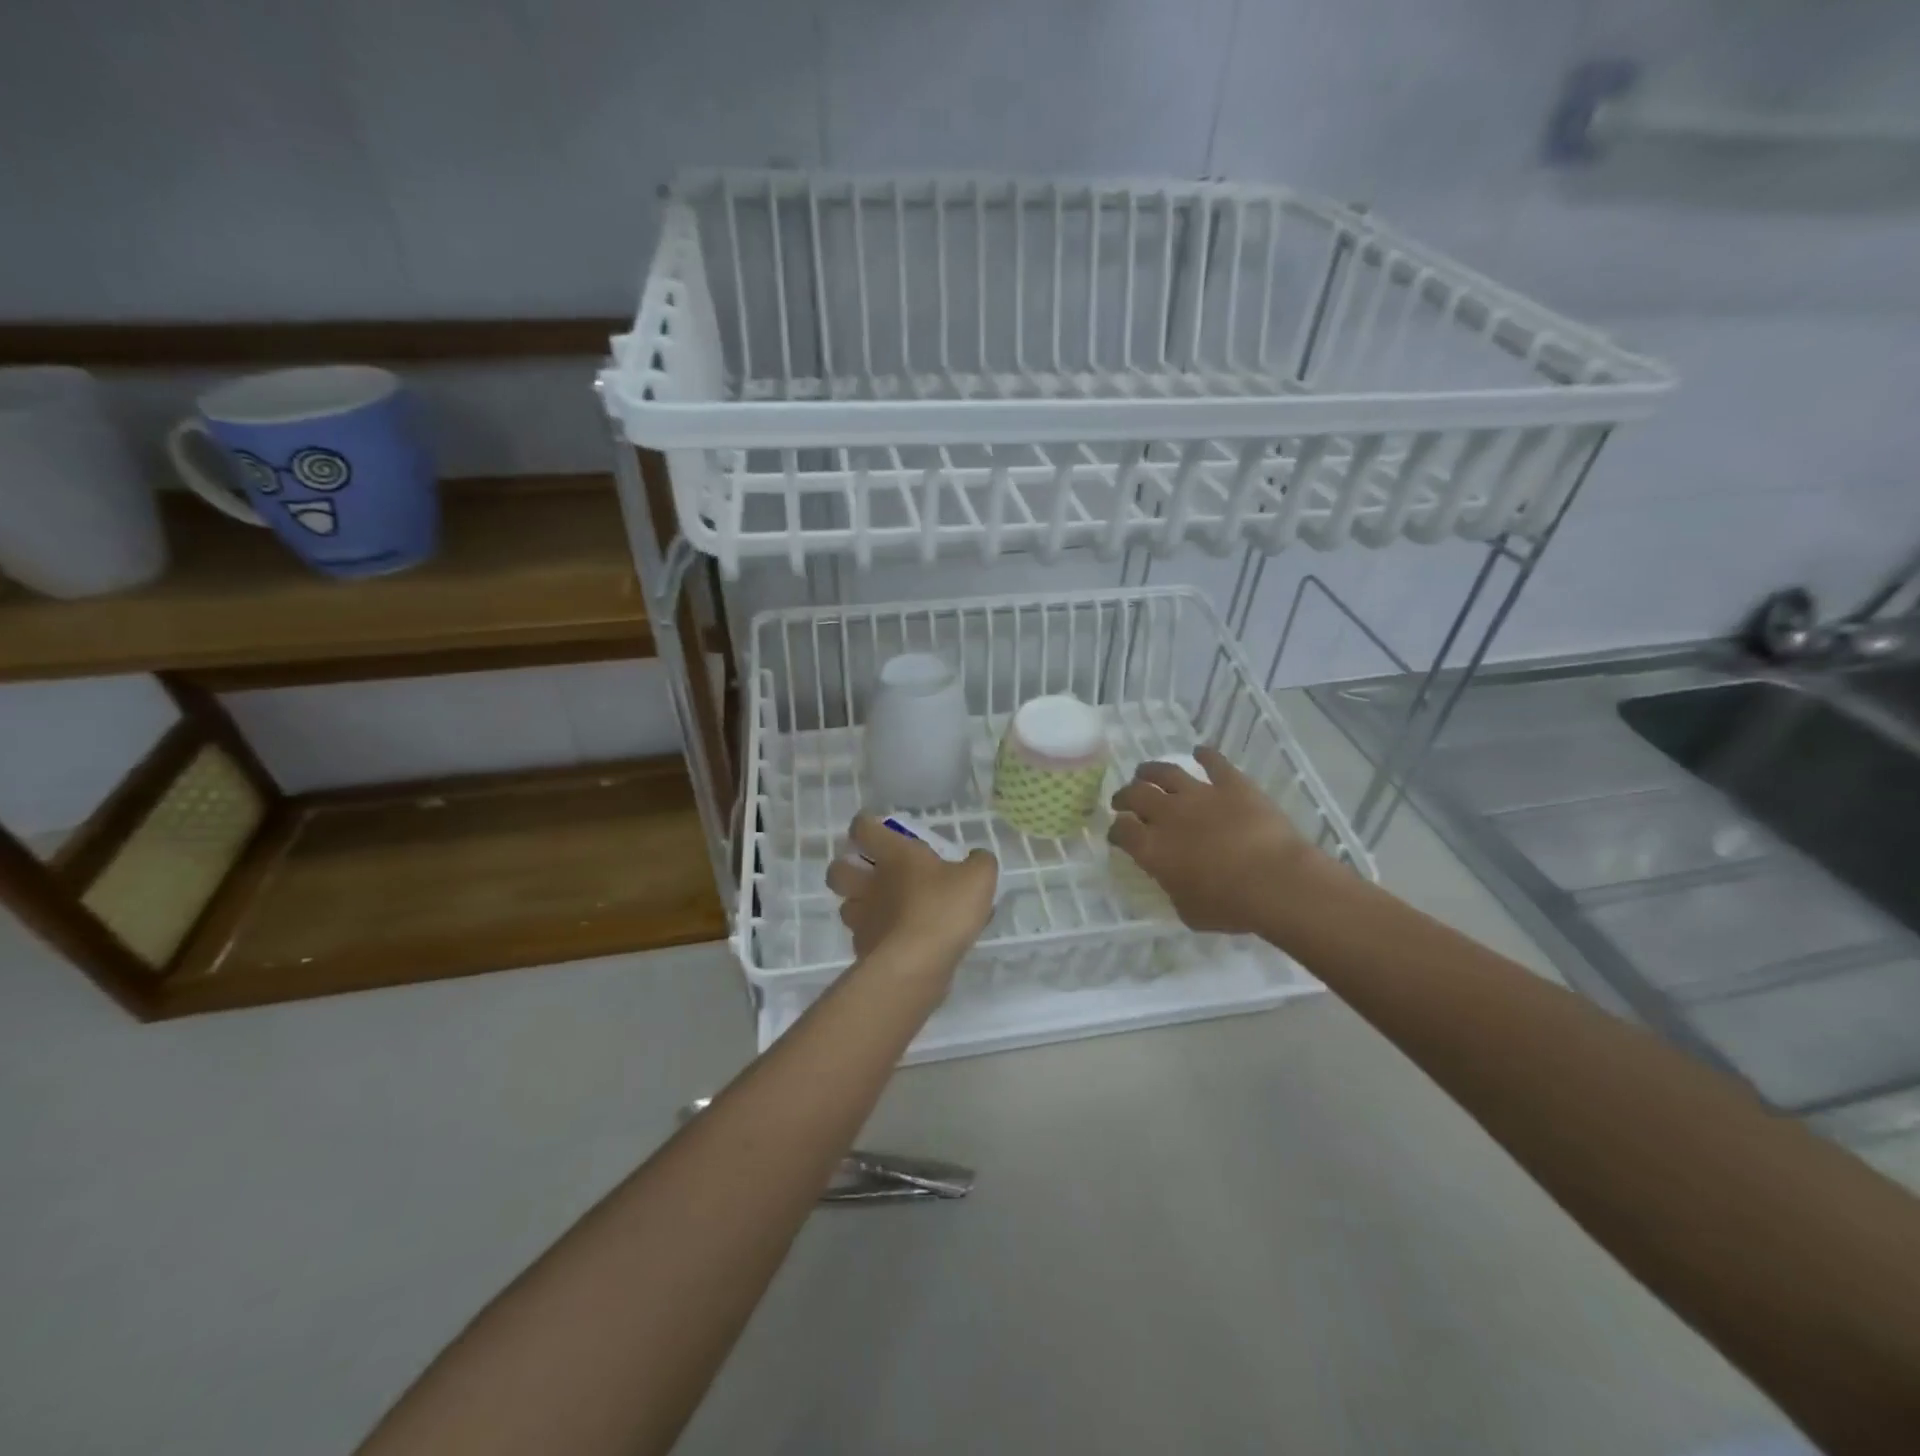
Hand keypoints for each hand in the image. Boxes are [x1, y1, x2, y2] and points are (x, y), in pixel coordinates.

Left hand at [825, 815, 997, 966]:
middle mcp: (870, 883)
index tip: (875, 827)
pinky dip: (874, 937)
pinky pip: (862, 938)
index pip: (863, 828)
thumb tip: (977, 859)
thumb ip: (979, 863)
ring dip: (858, 904)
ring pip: (846, 905)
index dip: (865, 824)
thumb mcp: (978, 878)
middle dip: (847, 867)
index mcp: (894, 856)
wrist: (915, 965)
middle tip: (870, 872)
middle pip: (838, 870)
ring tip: (883, 909)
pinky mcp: (864, 951)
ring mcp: (863, 919)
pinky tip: (895, 942)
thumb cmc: (943, 909)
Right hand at [1107, 745, 1321, 934]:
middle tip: (1123, 799)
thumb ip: (1173, 889)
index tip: (1118, 834)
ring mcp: (1200, 794)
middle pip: (1135, 795)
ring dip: (1151, 770)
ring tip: (1145, 772)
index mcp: (1152, 849)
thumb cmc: (1230, 906)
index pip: (1122, 831)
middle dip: (1124, 796)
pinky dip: (1205, 755)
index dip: (1117, 831)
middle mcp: (1168, 815)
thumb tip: (1172, 878)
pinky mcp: (1232, 784)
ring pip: (1166, 772)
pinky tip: (1199, 752)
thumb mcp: (1188, 911)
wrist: (1275, 882)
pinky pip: (1214, 762)